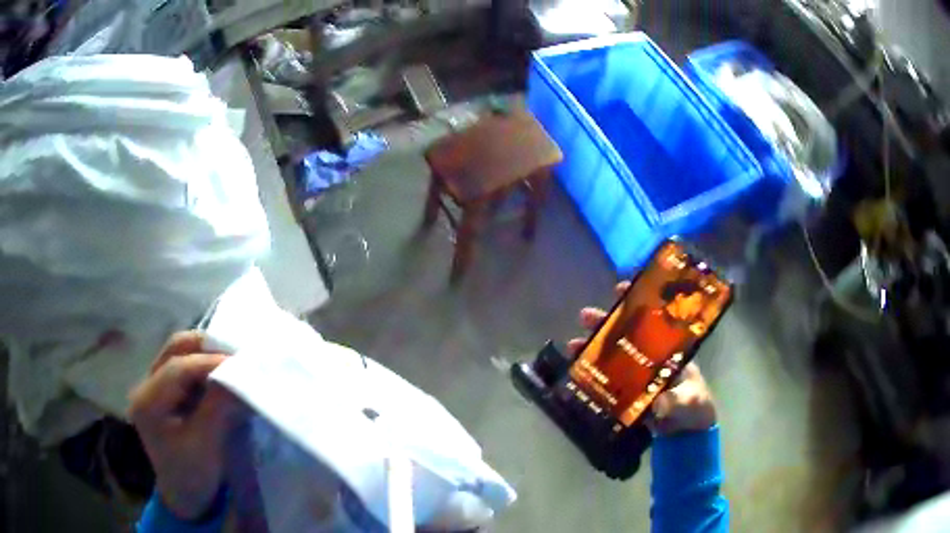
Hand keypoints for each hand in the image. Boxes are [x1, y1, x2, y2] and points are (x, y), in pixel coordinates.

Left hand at [129, 331, 242, 519]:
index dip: (210, 361)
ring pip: (179, 353)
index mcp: (148, 402)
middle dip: (207, 349)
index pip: (178, 368)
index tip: (242, 363)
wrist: (184, 497)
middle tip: (237, 357)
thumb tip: (240, 372)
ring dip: (206, 355)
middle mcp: (145, 386)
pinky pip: (184, 366)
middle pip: (175, 350)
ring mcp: (153, 386)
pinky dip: (204, 366)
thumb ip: (219, 406)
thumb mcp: (207, 444)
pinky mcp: (164, 391)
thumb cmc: (193, 477)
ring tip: (231, 364)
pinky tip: (220, 375)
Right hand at [568, 282, 716, 435]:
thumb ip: (676, 401)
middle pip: (626, 334)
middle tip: (585, 316)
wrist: (687, 433)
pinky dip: (592, 374)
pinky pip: (608, 379)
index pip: (652, 319)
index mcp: (669, 350)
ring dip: (594, 347)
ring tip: (573, 345)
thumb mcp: (689, 401)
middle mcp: (651, 357)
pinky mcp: (628, 393)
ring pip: (613, 354)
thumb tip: (660, 404)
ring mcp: (638, 374)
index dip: (638, 302)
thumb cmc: (694, 407)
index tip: (622, 290)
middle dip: (606, 322)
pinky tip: (576, 371)